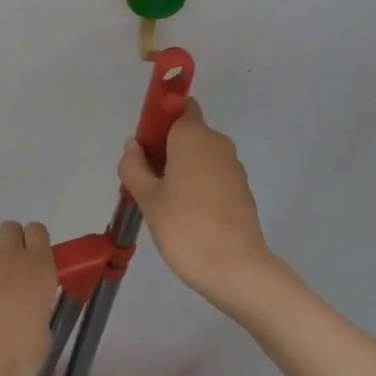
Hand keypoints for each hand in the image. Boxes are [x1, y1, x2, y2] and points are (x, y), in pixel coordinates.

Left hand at [0, 221, 58, 375]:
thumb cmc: (19, 352)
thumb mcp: (43, 339)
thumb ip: (39, 319)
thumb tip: (32, 323)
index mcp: (39, 267)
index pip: (38, 230)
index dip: (35, 240)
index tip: (35, 258)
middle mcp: (11, 257)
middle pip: (10, 227)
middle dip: (10, 241)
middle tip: (13, 267)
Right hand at [120, 102, 279, 313]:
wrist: (236, 268)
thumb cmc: (185, 227)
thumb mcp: (148, 198)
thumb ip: (135, 167)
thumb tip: (133, 145)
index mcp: (193, 135)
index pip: (180, 107)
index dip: (160, 120)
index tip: (144, 146)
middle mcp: (217, 142)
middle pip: (188, 132)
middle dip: (167, 148)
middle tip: (146, 180)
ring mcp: (233, 166)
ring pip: (201, 155)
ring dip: (182, 168)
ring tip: (164, 203)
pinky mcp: (242, 189)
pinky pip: (214, 175)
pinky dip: (199, 185)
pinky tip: (187, 215)